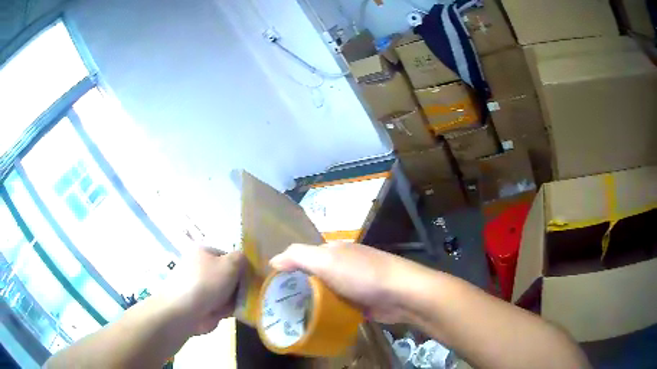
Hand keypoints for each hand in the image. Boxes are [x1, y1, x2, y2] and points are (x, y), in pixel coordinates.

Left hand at [165, 247, 243, 334]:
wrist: (185, 311)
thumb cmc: (207, 283)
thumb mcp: (230, 264)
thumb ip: (241, 258)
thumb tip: (244, 261)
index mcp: (204, 252)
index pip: (229, 256)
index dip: (242, 266)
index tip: (252, 277)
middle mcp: (201, 268)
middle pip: (228, 275)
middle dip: (240, 285)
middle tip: (251, 292)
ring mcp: (201, 287)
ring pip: (227, 291)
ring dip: (236, 298)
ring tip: (243, 304)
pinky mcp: (202, 304)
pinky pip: (221, 305)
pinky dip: (229, 309)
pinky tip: (235, 312)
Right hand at [270, 242, 424, 323]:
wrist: (401, 294)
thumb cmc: (362, 274)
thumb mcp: (326, 261)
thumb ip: (298, 257)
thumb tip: (273, 260)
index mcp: (334, 250)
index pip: (304, 256)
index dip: (288, 269)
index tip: (274, 286)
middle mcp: (343, 265)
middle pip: (314, 276)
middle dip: (299, 288)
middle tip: (281, 306)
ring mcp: (354, 284)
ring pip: (326, 293)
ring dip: (314, 302)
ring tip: (294, 317)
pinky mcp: (361, 302)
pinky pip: (338, 306)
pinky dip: (329, 312)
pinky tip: (317, 322)